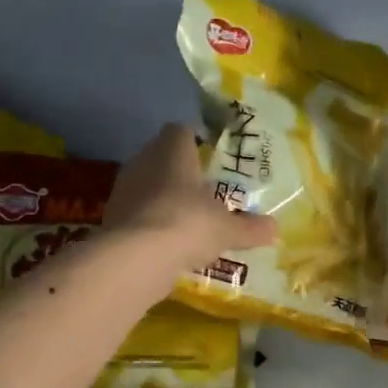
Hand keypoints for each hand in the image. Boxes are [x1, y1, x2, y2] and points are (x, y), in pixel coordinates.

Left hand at [106, 123, 276, 272]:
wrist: (138, 257)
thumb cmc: (189, 224)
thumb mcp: (228, 229)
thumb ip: (251, 228)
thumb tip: (276, 230)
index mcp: (172, 151)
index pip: (180, 130)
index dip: (194, 140)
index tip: (209, 158)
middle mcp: (143, 162)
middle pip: (161, 157)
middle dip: (179, 173)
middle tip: (202, 192)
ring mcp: (123, 190)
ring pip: (146, 185)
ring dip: (162, 199)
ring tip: (185, 220)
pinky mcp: (112, 218)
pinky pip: (136, 213)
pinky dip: (150, 224)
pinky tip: (166, 243)